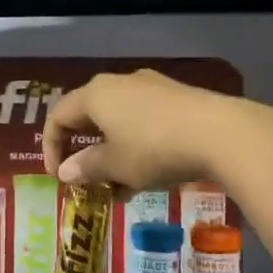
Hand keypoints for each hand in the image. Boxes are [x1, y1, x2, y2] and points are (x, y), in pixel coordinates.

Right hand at [41, 69, 240, 190]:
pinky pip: (144, 122)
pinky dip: (136, 148)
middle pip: (90, 116)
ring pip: (119, 122)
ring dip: (113, 155)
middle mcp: (120, 83)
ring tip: (120, 189)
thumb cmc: (154, 149)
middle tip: (88, 181)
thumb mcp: (116, 165)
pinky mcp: (177, 99)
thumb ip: (86, 168)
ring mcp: (151, 88)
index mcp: (96, 94)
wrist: (220, 133)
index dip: (51, 147)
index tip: (57, 178)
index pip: (59, 116)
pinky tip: (148, 177)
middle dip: (85, 152)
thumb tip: (65, 171)